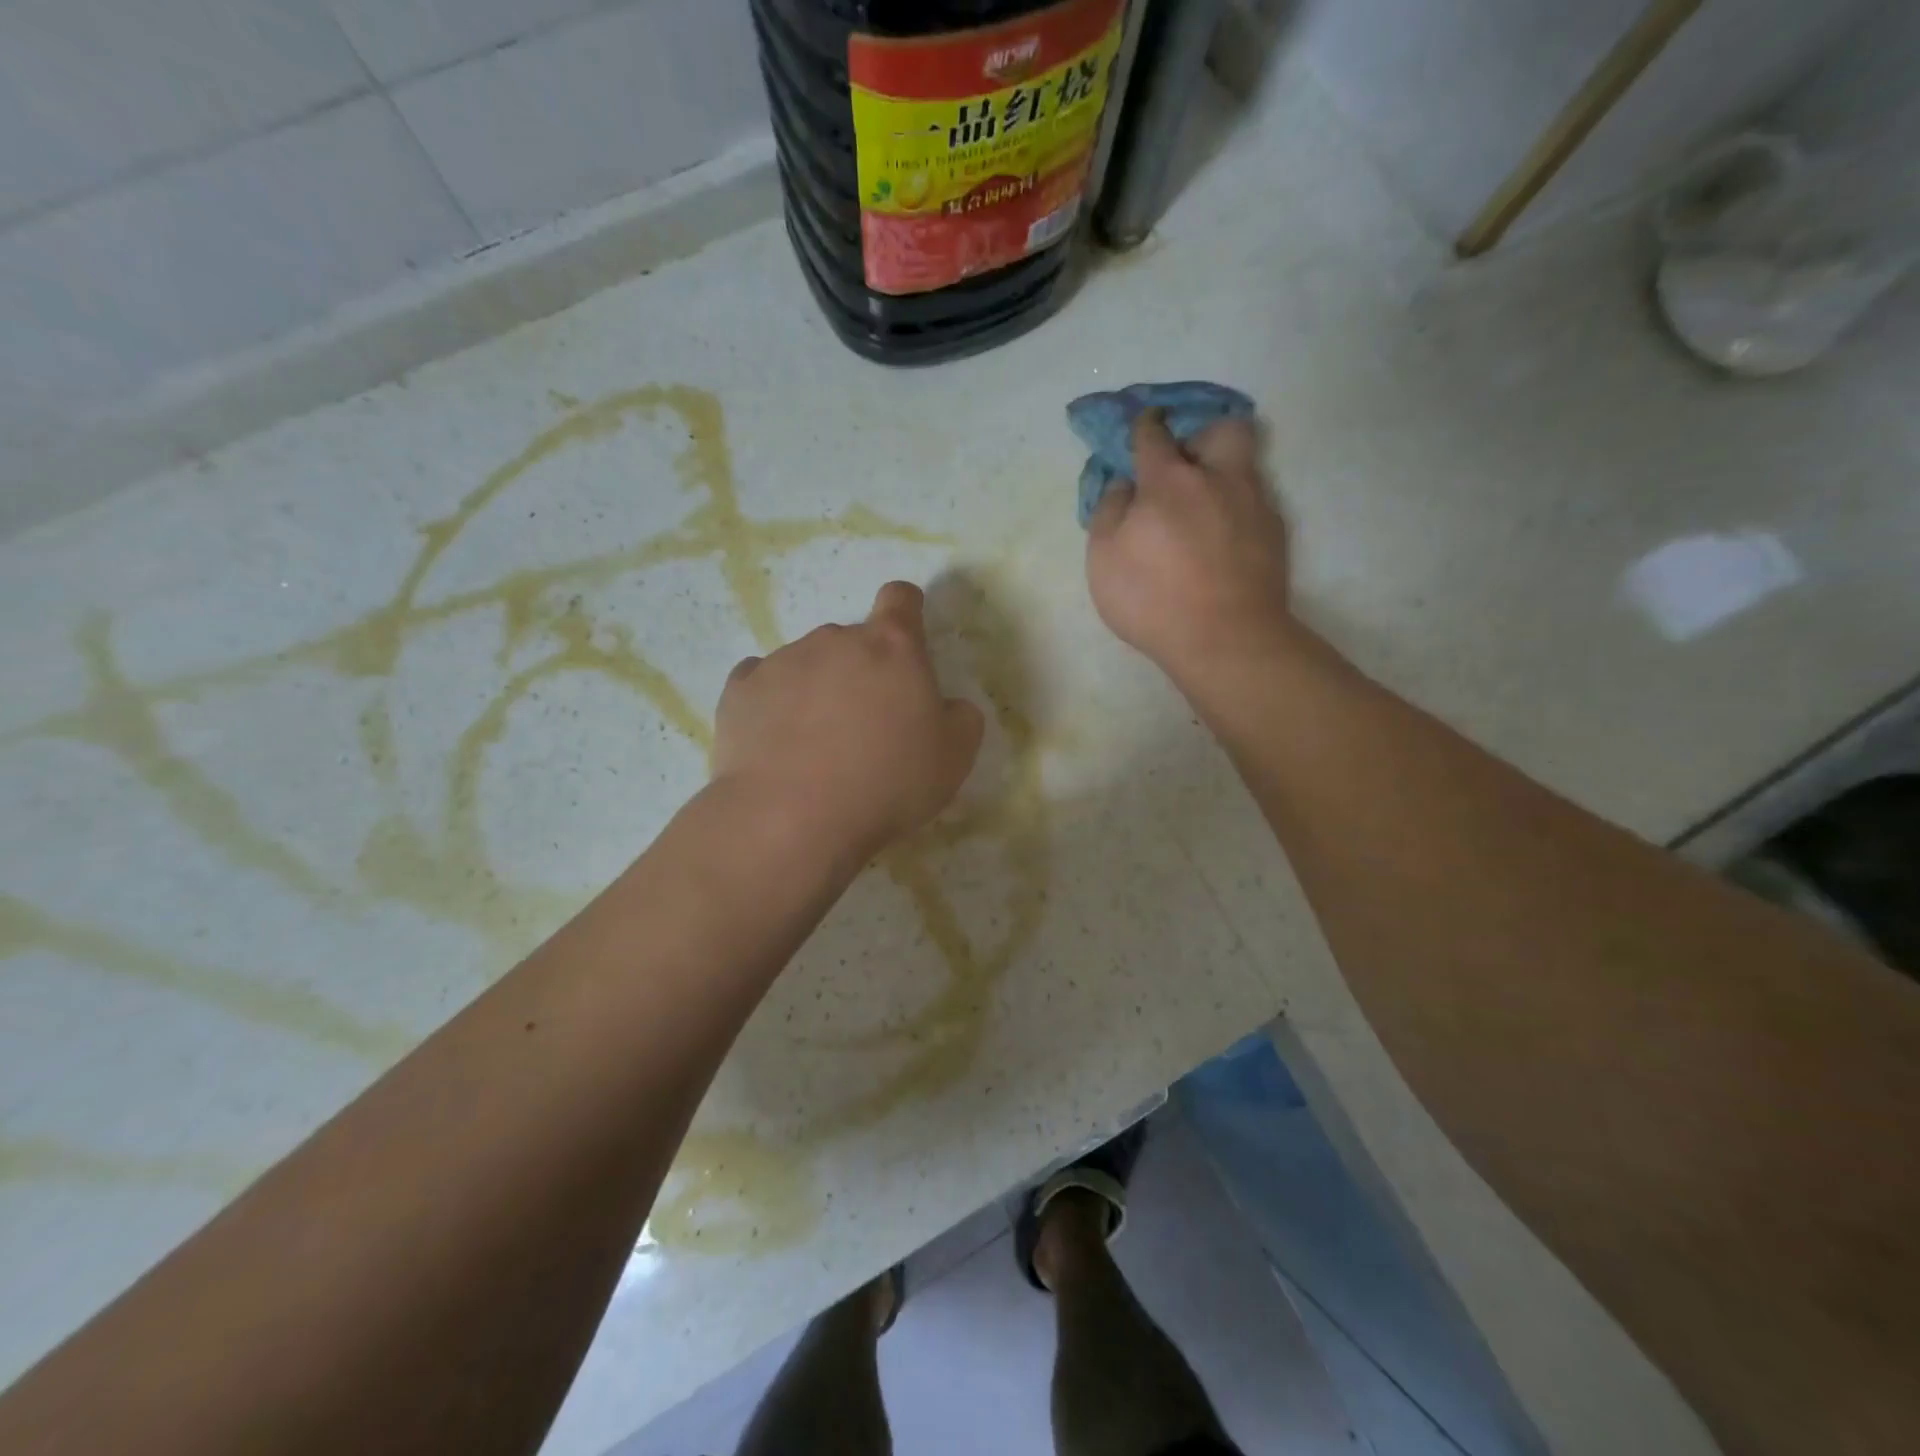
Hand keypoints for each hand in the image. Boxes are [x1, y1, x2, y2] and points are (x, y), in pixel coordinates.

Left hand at [711, 582, 984, 863]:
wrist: (791, 818)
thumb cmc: (886, 783)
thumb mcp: (954, 758)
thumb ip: (961, 718)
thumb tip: (948, 706)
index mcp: (892, 647)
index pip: (901, 599)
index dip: (907, 612)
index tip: (906, 644)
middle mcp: (835, 640)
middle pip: (853, 641)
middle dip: (862, 671)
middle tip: (865, 727)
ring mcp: (782, 661)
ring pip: (807, 663)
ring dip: (817, 690)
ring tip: (814, 747)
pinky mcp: (740, 689)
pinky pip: (761, 684)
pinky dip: (773, 704)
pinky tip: (776, 743)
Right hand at [1085, 411, 1294, 687]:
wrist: (1225, 639)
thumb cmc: (1153, 598)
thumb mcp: (1104, 558)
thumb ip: (1109, 511)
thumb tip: (1123, 485)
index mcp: (1169, 480)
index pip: (1153, 435)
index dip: (1143, 426)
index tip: (1141, 427)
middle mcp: (1218, 479)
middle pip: (1223, 430)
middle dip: (1203, 436)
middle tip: (1186, 464)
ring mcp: (1254, 504)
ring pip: (1245, 466)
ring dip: (1223, 474)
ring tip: (1205, 507)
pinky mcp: (1275, 535)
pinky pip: (1255, 505)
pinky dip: (1236, 512)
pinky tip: (1223, 542)